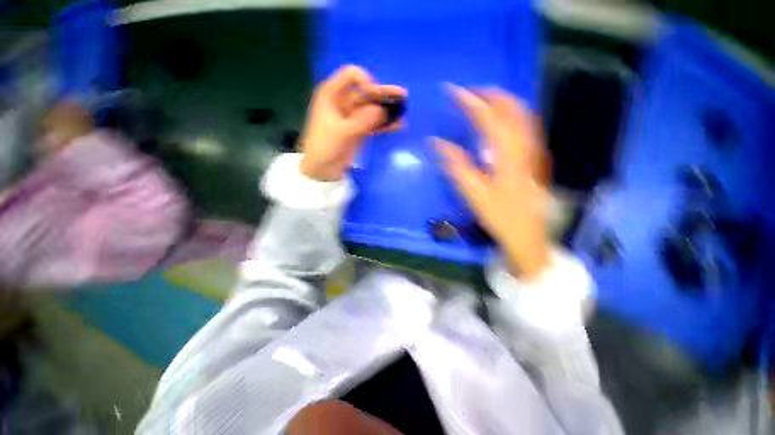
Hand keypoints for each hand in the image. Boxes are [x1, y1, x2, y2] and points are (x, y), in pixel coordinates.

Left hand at [299, 65, 406, 180]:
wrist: (322, 169)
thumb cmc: (325, 147)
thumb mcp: (342, 132)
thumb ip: (363, 121)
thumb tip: (383, 110)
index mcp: (332, 94)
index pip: (351, 75)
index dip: (366, 81)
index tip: (374, 96)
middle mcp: (344, 101)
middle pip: (366, 92)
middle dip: (384, 94)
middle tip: (403, 96)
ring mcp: (353, 116)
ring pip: (373, 108)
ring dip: (387, 109)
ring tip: (404, 110)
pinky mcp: (360, 130)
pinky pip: (375, 123)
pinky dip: (385, 124)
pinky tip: (398, 125)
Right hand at [436, 86, 550, 278]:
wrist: (527, 235)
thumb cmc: (499, 216)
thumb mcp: (473, 193)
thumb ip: (456, 165)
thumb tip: (437, 143)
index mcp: (507, 154)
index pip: (487, 117)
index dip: (469, 101)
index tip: (452, 90)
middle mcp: (524, 146)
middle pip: (510, 109)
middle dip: (489, 95)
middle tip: (469, 93)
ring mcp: (534, 151)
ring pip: (523, 115)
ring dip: (504, 102)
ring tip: (486, 99)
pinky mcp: (536, 159)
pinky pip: (528, 126)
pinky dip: (515, 114)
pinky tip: (505, 120)